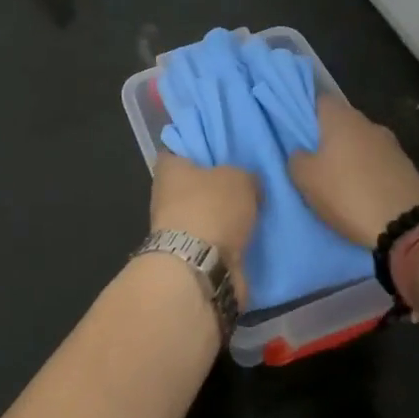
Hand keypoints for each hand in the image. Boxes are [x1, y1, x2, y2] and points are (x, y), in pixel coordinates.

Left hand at [149, 154, 257, 307]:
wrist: (199, 268)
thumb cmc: (211, 209)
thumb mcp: (239, 179)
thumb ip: (245, 176)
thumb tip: (248, 183)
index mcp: (169, 168)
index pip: (179, 149)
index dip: (199, 149)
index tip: (221, 152)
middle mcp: (165, 195)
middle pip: (193, 184)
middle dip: (215, 187)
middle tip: (245, 184)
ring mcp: (174, 229)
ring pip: (203, 214)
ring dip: (223, 218)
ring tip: (254, 213)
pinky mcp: (187, 256)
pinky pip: (211, 241)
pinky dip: (226, 242)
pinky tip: (249, 238)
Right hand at [289, 96, 418, 247]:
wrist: (406, 227)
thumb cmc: (347, 194)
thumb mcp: (305, 179)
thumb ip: (297, 158)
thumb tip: (302, 153)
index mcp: (342, 118)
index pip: (318, 99)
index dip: (304, 111)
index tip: (294, 129)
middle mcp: (368, 123)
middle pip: (341, 122)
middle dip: (327, 136)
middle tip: (312, 158)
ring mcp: (392, 145)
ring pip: (361, 143)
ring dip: (350, 156)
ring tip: (337, 179)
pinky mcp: (407, 168)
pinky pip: (378, 163)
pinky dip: (368, 172)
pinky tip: (361, 191)